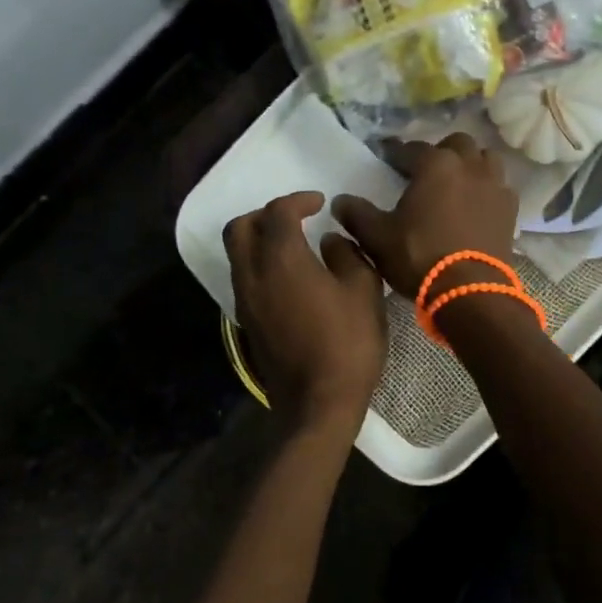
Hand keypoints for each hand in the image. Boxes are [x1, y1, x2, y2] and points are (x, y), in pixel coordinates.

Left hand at [224, 192, 386, 436]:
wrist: (318, 402)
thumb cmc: (348, 342)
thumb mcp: (363, 289)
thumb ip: (347, 254)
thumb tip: (329, 241)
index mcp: (282, 259)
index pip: (278, 212)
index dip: (298, 200)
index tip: (320, 204)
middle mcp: (254, 274)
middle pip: (240, 228)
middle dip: (265, 214)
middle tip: (295, 217)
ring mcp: (245, 301)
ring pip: (238, 254)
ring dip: (258, 239)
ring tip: (292, 244)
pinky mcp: (246, 323)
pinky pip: (244, 278)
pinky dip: (260, 264)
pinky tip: (289, 277)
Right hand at [332, 134, 519, 298]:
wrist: (471, 291)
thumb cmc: (420, 257)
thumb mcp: (378, 238)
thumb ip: (357, 215)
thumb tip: (340, 201)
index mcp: (435, 165)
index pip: (411, 149)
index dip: (396, 153)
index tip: (386, 159)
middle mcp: (469, 165)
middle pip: (456, 144)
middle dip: (439, 152)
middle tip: (424, 172)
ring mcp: (495, 185)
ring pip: (484, 159)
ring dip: (469, 165)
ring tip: (455, 183)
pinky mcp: (510, 209)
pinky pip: (499, 186)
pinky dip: (486, 188)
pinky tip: (475, 204)